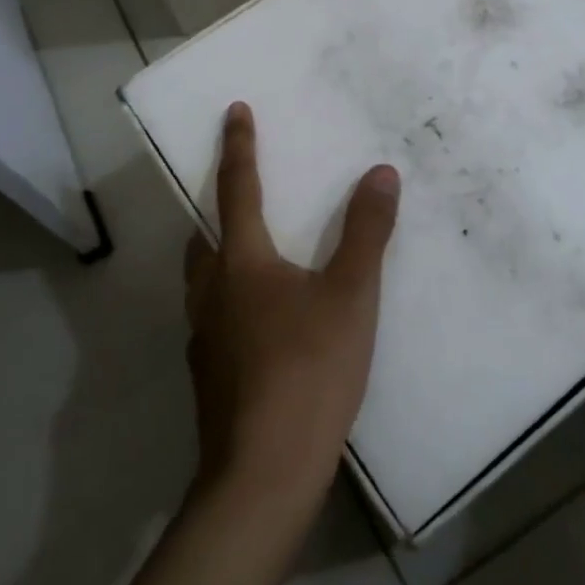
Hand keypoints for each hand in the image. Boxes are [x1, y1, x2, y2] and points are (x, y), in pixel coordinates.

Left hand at [185, 102, 400, 504]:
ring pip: (204, 280)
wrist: (263, 474)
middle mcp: (211, 292)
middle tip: (241, 194)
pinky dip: (231, 300)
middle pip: (205, 235)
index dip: (239, 147)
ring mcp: (203, 337)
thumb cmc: (308, 370)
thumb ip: (367, 232)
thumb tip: (380, 173)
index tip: (234, 111)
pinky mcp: (209, 376)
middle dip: (219, 207)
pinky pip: (214, 318)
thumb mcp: (350, 295)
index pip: (236, 188)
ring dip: (221, 255)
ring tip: (252, 255)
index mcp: (240, 262)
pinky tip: (259, 323)